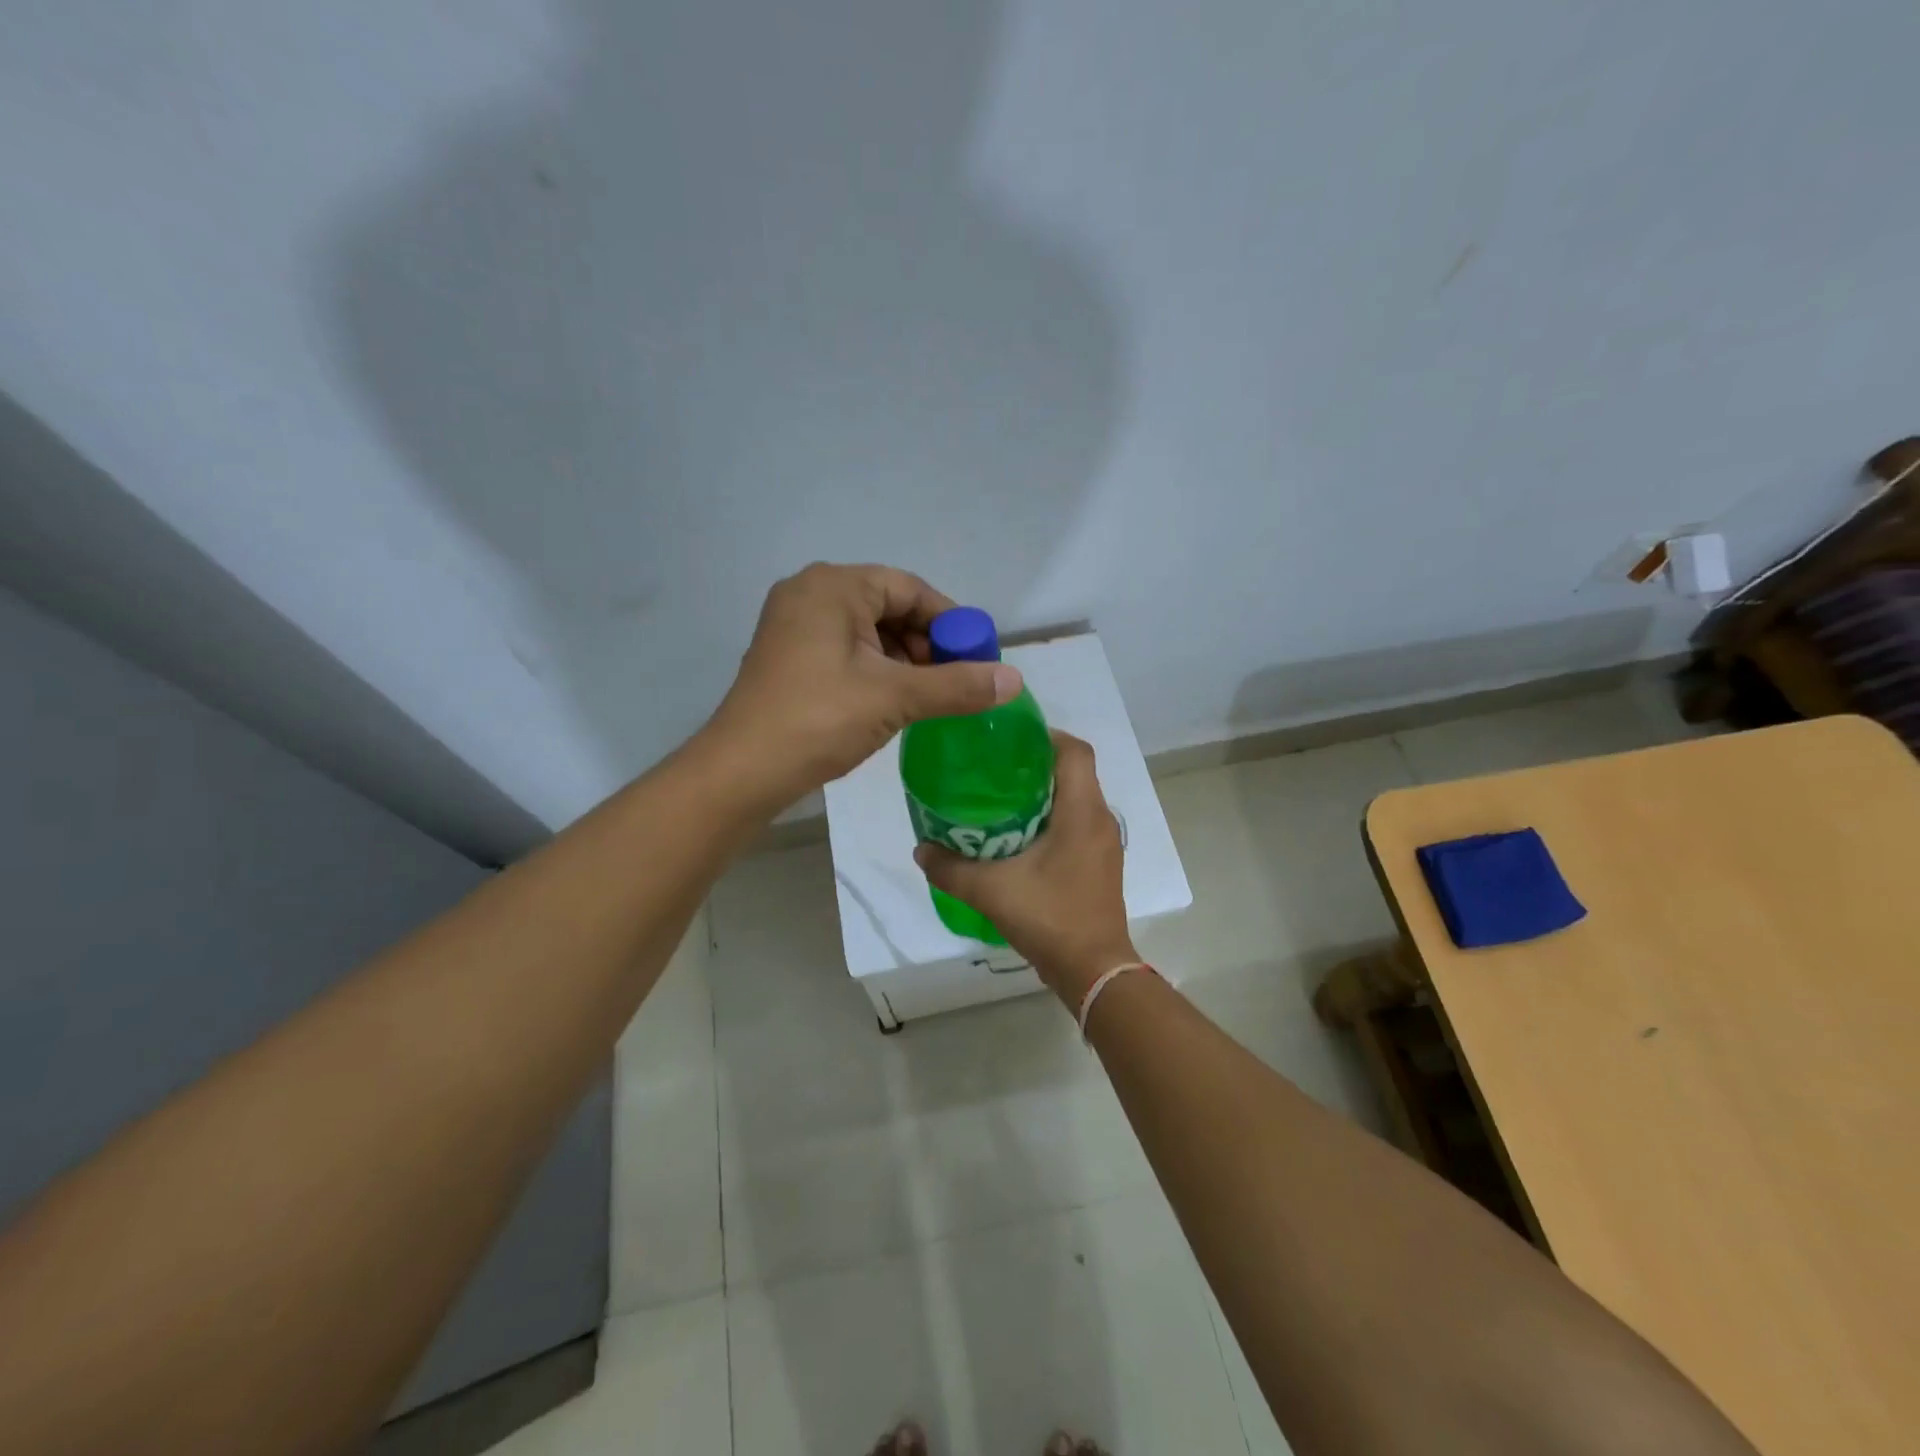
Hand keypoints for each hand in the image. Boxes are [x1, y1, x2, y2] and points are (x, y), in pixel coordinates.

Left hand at [704, 563, 1022, 809]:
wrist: (742, 771)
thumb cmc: (819, 720)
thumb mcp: (895, 699)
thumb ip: (957, 686)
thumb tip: (1015, 681)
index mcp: (833, 586)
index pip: (909, 589)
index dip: (949, 622)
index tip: (977, 656)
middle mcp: (810, 594)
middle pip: (888, 607)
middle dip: (926, 644)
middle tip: (953, 681)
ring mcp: (793, 625)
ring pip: (867, 632)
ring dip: (903, 661)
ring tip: (928, 697)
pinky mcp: (787, 656)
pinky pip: (845, 650)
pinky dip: (875, 671)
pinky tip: (893, 702)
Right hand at [914, 731, 1135, 1001]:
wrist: (1094, 971)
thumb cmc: (1050, 918)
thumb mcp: (991, 891)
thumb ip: (951, 868)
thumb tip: (921, 850)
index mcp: (1082, 811)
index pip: (1074, 750)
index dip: (1045, 736)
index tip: (1008, 741)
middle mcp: (1100, 819)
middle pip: (1074, 772)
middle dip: (1035, 765)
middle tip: (993, 769)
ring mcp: (1104, 843)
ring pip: (1076, 799)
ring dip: (1044, 793)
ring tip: (1001, 799)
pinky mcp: (1101, 864)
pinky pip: (1078, 824)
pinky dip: (1052, 819)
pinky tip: (1020, 837)